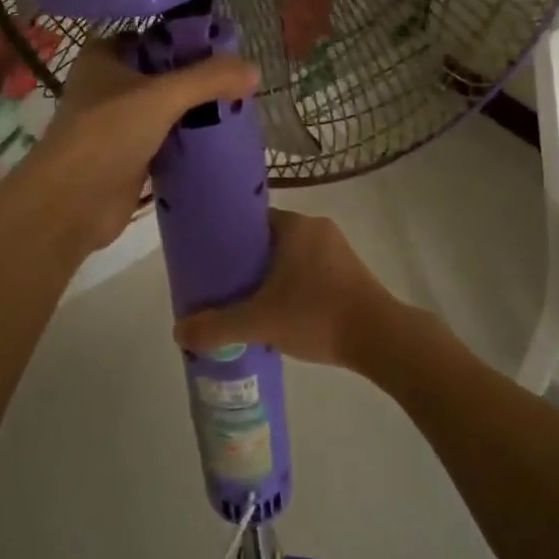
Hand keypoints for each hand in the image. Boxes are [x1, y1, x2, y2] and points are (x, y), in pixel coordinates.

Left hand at [16, 36, 258, 258]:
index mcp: (104, 57)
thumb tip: (255, 69)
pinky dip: (190, 140)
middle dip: (198, 78)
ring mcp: (117, 124)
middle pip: (163, 74)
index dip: (187, 39)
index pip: (153, 37)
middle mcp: (108, 86)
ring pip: (166, 109)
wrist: (71, 204)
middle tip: (240, 80)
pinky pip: (167, 140)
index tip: (227, 47)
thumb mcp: (161, 96)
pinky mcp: (129, 157)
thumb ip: (208, 79)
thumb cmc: (107, 134)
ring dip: (196, 111)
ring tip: (238, 107)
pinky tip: (221, 139)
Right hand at [174, 210, 403, 370]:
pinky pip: (312, 272)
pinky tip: (284, 314)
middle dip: (248, 263)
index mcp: (295, 225)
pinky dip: (296, 288)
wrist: (380, 338)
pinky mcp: (352, 273)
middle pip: (270, 240)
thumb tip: (179, 332)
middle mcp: (317, 228)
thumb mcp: (258, 322)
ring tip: (250, 304)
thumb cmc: (316, 314)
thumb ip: (217, 327)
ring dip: (273, 277)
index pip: (252, 220)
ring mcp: (339, 250)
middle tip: (225, 288)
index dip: (229, 239)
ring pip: (293, 258)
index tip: (213, 261)